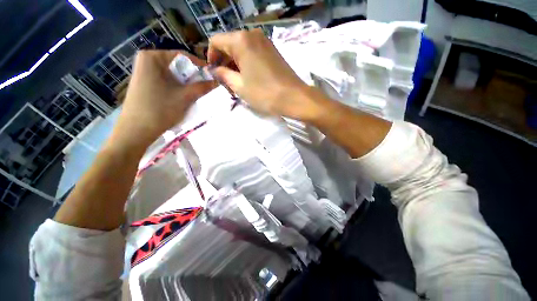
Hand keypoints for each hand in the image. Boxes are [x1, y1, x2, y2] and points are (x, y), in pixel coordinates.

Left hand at [115, 50, 215, 147]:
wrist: (137, 130)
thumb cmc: (160, 109)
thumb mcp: (185, 97)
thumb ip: (203, 87)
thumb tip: (218, 81)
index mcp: (152, 57)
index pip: (183, 56)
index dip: (200, 66)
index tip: (213, 77)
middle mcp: (147, 60)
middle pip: (178, 65)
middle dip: (194, 76)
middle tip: (207, 87)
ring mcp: (145, 72)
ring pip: (174, 74)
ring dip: (188, 83)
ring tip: (199, 93)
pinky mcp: (146, 83)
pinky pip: (167, 81)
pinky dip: (179, 87)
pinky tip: (185, 97)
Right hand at [208, 30, 325, 120]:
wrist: (293, 97)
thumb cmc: (264, 93)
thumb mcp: (239, 86)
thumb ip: (223, 75)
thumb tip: (215, 69)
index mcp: (241, 40)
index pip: (216, 41)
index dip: (211, 57)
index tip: (214, 73)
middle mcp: (252, 35)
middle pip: (229, 44)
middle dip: (224, 62)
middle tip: (225, 81)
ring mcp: (265, 42)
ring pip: (241, 49)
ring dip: (235, 64)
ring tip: (237, 82)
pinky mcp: (272, 50)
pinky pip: (253, 52)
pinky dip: (246, 63)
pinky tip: (248, 77)